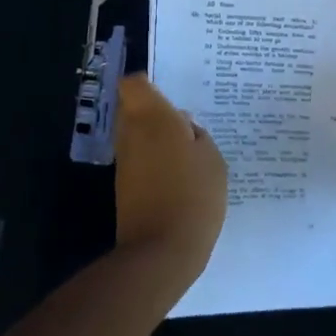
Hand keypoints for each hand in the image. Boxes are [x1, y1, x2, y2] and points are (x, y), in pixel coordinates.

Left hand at [113, 75, 227, 288]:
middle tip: (183, 127)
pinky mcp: (123, 186)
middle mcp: (131, 133)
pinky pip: (137, 160)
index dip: (147, 85)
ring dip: (153, 138)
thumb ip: (196, 135)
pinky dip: (152, 162)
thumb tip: (182, 126)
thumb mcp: (212, 158)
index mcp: (152, 117)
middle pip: (132, 108)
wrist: (161, 251)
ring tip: (185, 155)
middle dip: (153, 113)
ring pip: (134, 135)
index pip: (133, 84)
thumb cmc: (193, 195)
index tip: (168, 96)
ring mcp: (124, 161)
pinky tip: (176, 178)